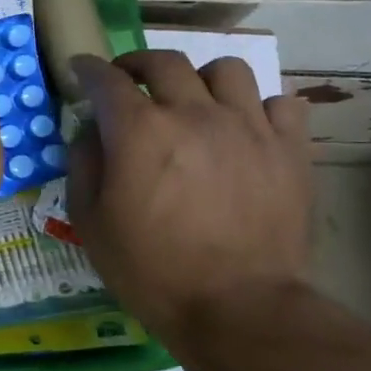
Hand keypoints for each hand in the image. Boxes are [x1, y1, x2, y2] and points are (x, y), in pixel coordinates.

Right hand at [66, 50, 312, 352]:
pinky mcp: (290, 150)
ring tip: (193, 102)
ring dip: (200, 80)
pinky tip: (244, 129)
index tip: (81, 70)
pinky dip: (257, 108)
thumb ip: (84, 163)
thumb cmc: (150, 268)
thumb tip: (92, 131)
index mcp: (139, 130)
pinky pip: (280, 104)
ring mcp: (248, 128)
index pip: (106, 79)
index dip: (88, 70)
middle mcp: (193, 114)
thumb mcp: (89, 220)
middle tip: (129, 82)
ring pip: (226, 70)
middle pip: (165, 62)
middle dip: (137, 64)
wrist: (238, 309)